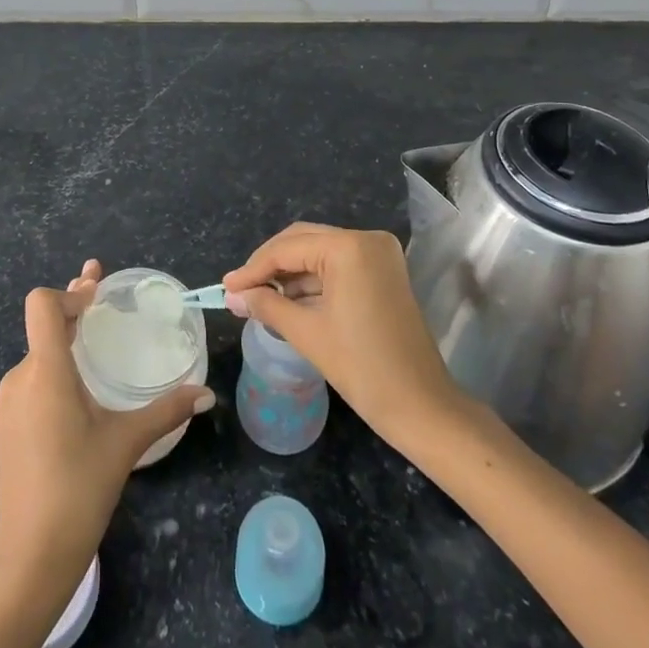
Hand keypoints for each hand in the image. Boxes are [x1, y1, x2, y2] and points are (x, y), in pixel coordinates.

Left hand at [0, 261, 213, 598]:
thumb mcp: (126, 444)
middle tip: (102, 299)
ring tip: (92, 348)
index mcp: (45, 372)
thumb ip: (166, 411)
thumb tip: (206, 393)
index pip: (42, 306)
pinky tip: (75, 394)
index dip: (70, 292)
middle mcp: (20, 379)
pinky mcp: (5, 427)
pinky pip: (30, 381)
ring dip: (63, 343)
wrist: (30, 558)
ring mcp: (7, 404)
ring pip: (36, 355)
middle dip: (74, 310)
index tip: (97, 296)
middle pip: (43, 326)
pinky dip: (52, 371)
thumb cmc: (79, 489)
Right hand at [223, 222, 458, 437]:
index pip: (288, 248)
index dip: (253, 268)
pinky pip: (338, 267)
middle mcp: (367, 239)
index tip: (225, 287)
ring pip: (320, 253)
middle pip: (304, 241)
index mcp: (350, 247)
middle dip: (270, 265)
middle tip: (239, 290)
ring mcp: (379, 255)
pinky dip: (312, 282)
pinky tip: (287, 300)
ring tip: (257, 298)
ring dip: (289, 274)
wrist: (422, 407)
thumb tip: (233, 295)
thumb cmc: (362, 368)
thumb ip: (266, 305)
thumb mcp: (307, 333)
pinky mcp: (384, 273)